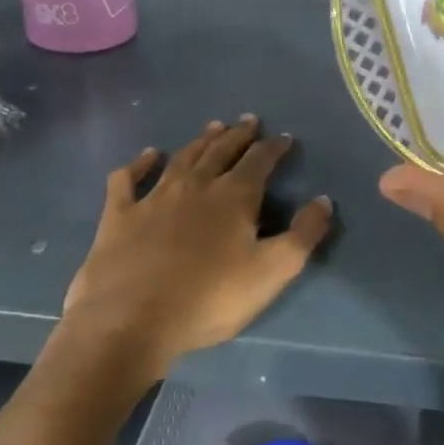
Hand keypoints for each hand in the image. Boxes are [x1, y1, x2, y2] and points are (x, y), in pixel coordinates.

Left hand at [0, 116, 331, 444]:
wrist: (130, 323)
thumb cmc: (209, 299)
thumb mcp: (272, 272)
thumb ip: (303, 234)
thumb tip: (324, 200)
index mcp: (234, 197)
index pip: (260, 161)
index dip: (274, 147)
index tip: (285, 138)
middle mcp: (196, 186)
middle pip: (222, 151)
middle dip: (239, 135)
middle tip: (249, 121)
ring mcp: (154, 198)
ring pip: (182, 158)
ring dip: (200, 141)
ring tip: (213, 127)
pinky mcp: (119, 216)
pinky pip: (128, 180)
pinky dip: (139, 164)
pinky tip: (148, 155)